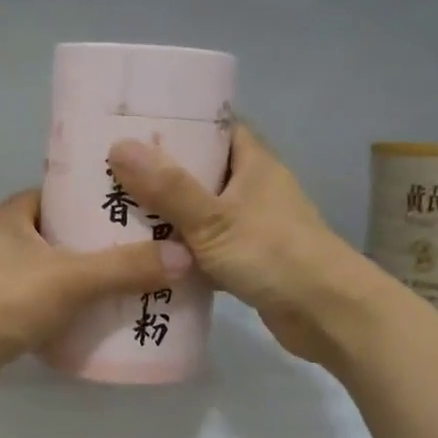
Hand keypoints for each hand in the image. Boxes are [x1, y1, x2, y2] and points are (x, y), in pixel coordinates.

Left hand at [0, 190, 192, 415]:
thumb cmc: (4, 300)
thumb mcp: (72, 278)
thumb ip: (125, 267)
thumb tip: (183, 256)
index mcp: (10, 216)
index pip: (57, 194)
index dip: (93, 198)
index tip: (132, 206)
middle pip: (58, 235)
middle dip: (96, 243)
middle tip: (143, 248)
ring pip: (51, 273)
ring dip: (84, 280)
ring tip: (131, 284)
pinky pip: (42, 306)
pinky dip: (67, 311)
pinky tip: (97, 321)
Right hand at [107, 125, 384, 370]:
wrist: (328, 314)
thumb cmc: (274, 254)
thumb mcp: (213, 219)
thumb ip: (167, 188)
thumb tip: (119, 146)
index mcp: (252, 162)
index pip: (212, 127)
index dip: (175, 123)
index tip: (131, 126)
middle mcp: (253, 187)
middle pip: (199, 170)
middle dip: (158, 173)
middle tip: (109, 173)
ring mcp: (251, 225)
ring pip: (199, 212)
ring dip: (166, 215)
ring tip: (114, 211)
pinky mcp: (247, 260)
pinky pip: (205, 247)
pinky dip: (180, 250)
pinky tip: (145, 255)